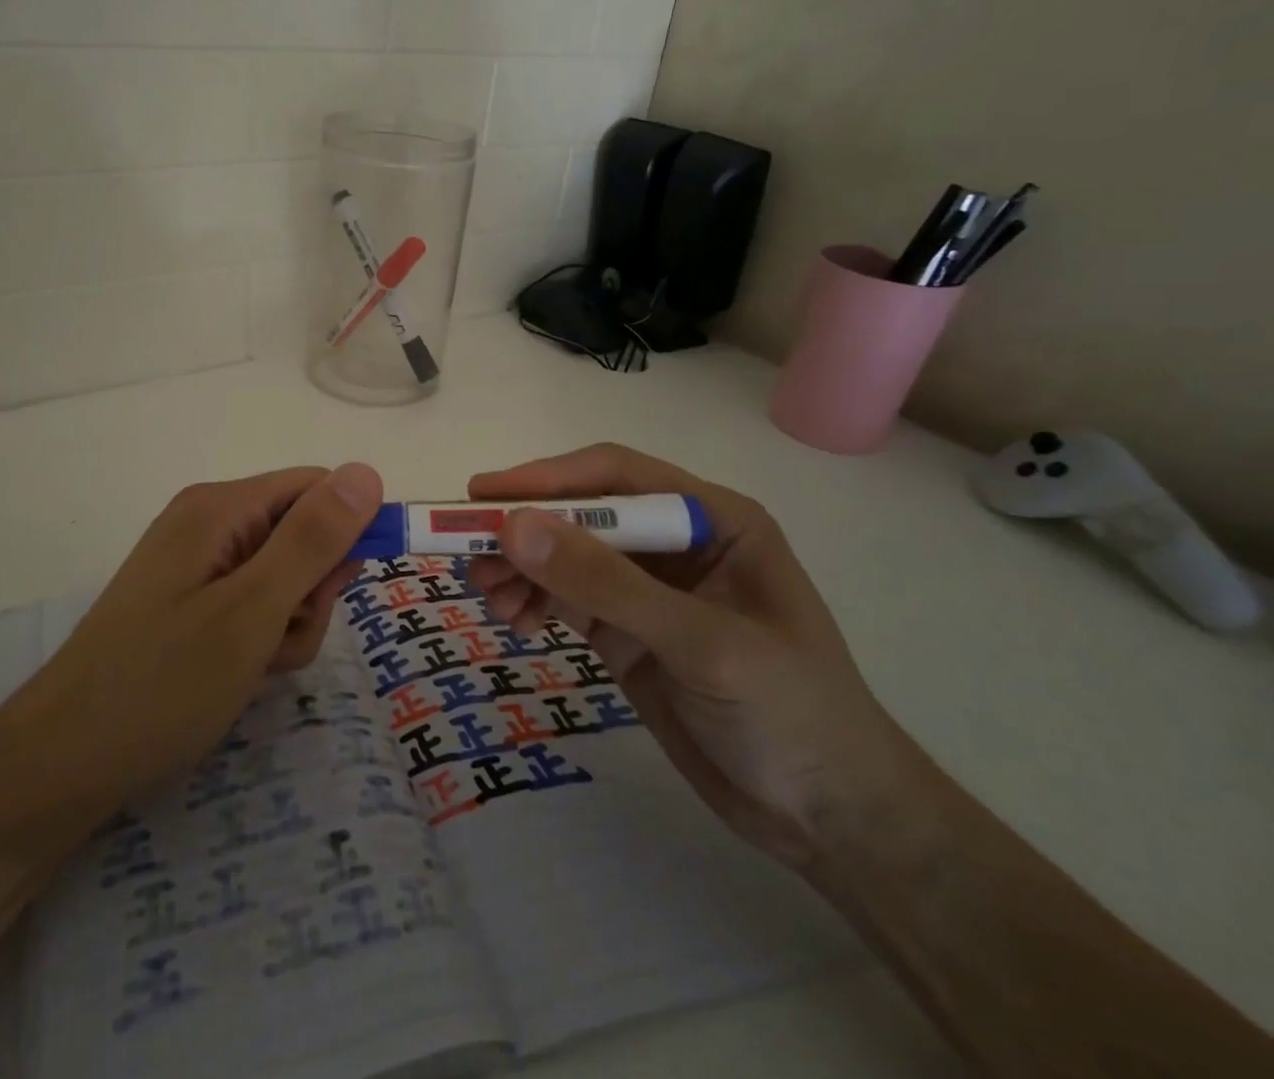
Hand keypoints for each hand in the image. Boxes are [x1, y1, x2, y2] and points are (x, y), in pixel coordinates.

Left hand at [9, 463, 382, 811]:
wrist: (61, 764)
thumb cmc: (161, 684)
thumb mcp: (252, 611)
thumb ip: (313, 540)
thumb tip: (367, 471)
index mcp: (220, 507)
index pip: (316, 489)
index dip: (346, 532)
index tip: (344, 590)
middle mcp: (208, 523)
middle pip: (301, 535)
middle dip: (310, 593)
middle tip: (279, 641)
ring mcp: (196, 565)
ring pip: (282, 579)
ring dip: (287, 626)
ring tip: (252, 668)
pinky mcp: (189, 602)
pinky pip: (251, 606)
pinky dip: (260, 640)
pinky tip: (237, 677)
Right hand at [466, 444, 920, 868]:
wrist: (830, 819)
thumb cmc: (792, 714)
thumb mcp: (702, 644)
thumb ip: (607, 583)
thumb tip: (513, 526)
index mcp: (712, 518)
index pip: (615, 477)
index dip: (546, 480)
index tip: (482, 497)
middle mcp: (674, 541)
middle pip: (580, 515)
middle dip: (524, 532)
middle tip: (468, 555)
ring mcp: (646, 587)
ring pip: (563, 556)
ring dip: (520, 568)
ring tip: (488, 596)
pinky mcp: (624, 630)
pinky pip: (563, 598)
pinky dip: (530, 601)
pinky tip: (514, 621)